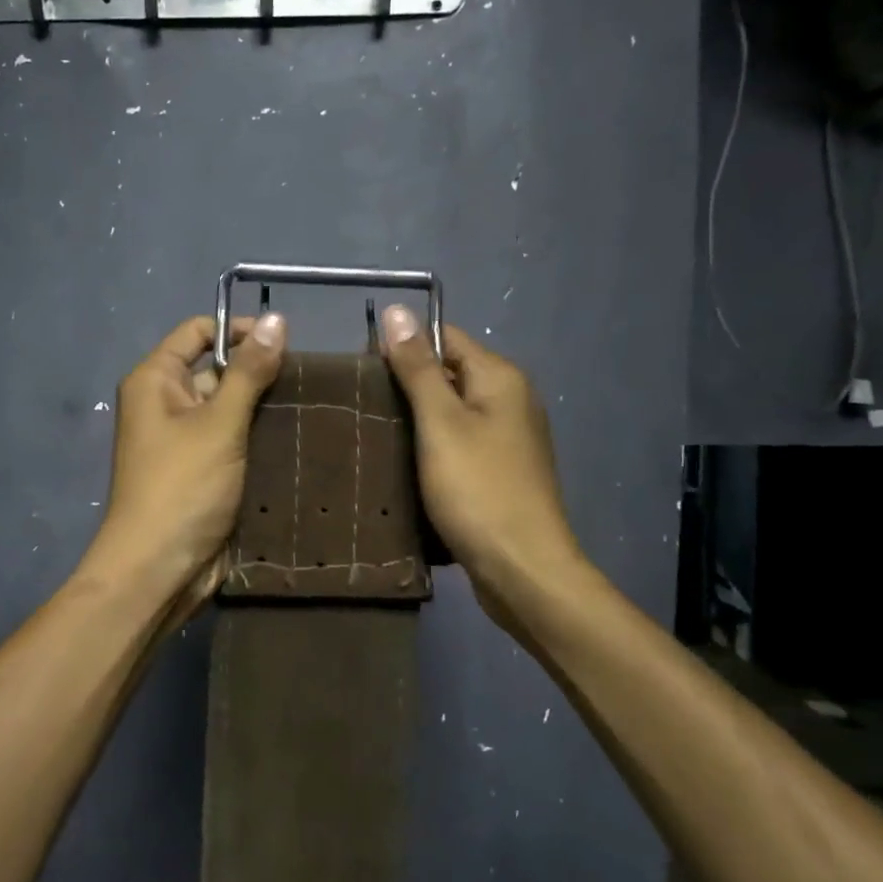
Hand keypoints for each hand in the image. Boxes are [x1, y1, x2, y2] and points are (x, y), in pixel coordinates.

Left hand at [90, 313, 287, 605]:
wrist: (160, 570)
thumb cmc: (182, 487)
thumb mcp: (218, 423)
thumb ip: (249, 372)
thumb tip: (276, 320)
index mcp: (155, 380)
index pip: (198, 331)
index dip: (238, 330)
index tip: (284, 342)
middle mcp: (166, 403)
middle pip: (217, 369)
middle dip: (259, 373)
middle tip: (310, 380)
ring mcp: (185, 439)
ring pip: (231, 408)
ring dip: (265, 408)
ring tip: (314, 405)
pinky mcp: (204, 469)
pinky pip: (234, 440)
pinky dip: (260, 437)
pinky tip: (300, 437)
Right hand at [378, 306, 584, 603]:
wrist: (522, 570)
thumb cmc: (478, 489)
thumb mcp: (440, 423)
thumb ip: (417, 367)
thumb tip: (398, 311)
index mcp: (500, 378)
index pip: (444, 338)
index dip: (403, 346)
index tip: (361, 370)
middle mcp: (510, 400)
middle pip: (448, 373)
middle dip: (405, 384)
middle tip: (360, 405)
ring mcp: (507, 438)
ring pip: (450, 412)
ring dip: (415, 419)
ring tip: (371, 432)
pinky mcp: (499, 471)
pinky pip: (458, 442)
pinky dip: (431, 446)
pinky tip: (401, 462)